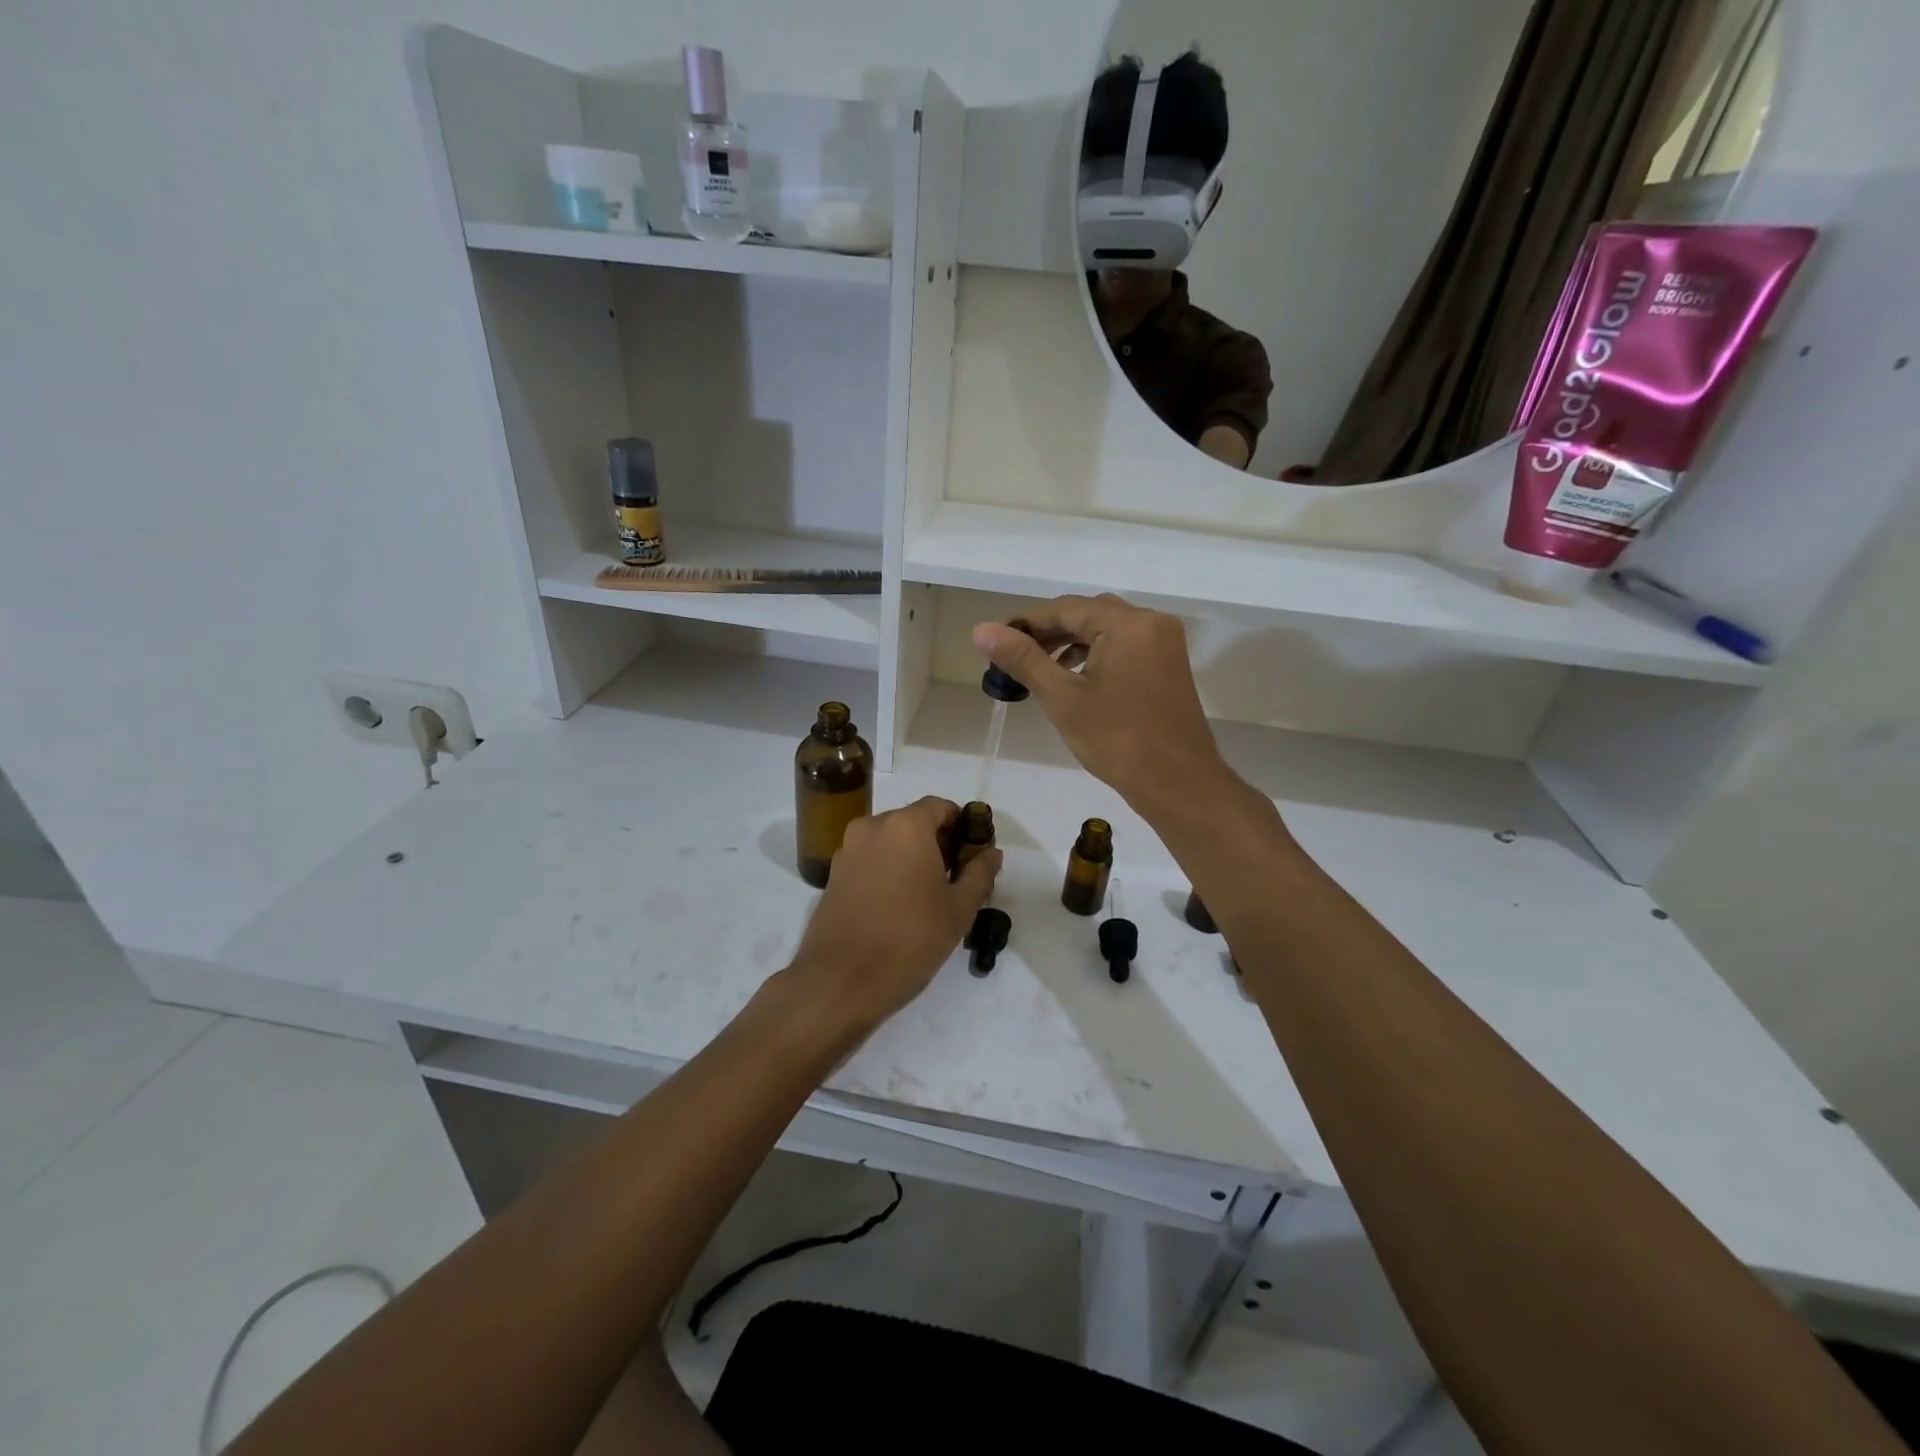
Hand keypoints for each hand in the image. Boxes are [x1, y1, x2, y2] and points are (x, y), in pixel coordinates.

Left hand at [785, 797, 1000, 1032]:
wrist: (841, 981)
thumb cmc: (909, 939)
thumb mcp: (958, 909)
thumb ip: (979, 874)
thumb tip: (991, 853)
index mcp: (906, 826)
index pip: (941, 807)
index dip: (962, 826)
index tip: (973, 855)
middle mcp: (872, 826)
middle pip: (914, 822)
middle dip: (937, 843)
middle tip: (955, 879)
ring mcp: (848, 849)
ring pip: (890, 841)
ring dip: (911, 857)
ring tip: (926, 895)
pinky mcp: (833, 874)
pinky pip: (870, 859)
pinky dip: (888, 870)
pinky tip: (897, 905)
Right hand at [973, 595, 1227, 815]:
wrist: (1178, 783)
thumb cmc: (1118, 740)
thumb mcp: (1063, 698)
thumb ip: (1023, 659)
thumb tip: (981, 630)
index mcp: (1127, 623)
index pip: (1065, 608)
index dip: (1025, 623)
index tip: (993, 642)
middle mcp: (1151, 622)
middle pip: (1087, 614)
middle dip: (1047, 632)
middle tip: (1011, 656)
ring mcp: (1164, 644)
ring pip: (1106, 630)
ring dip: (1070, 643)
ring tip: (1036, 668)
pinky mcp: (1167, 666)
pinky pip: (1123, 646)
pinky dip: (1094, 655)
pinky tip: (1073, 677)